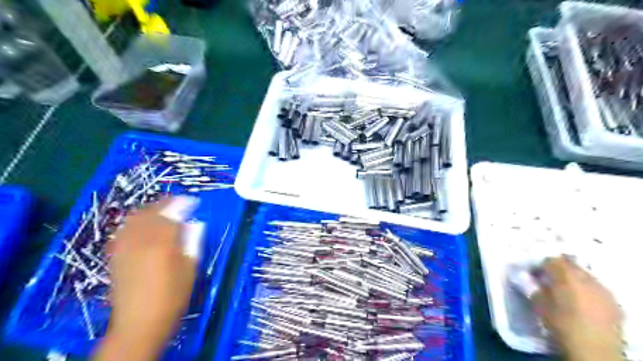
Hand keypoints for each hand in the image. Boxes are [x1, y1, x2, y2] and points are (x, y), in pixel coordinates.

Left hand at [93, 197, 198, 360]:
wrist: (139, 322)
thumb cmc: (172, 296)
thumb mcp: (190, 268)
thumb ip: (193, 242)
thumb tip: (195, 224)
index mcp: (162, 243)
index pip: (172, 213)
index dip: (183, 203)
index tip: (193, 201)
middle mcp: (140, 240)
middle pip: (150, 211)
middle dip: (165, 203)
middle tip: (179, 203)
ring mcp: (124, 247)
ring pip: (134, 218)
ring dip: (149, 210)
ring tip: (162, 212)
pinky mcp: (116, 256)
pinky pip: (124, 230)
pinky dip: (136, 222)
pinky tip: (143, 227)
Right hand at [533, 257, 622, 359]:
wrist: (594, 350)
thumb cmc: (560, 324)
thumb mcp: (538, 304)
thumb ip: (531, 286)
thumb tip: (524, 276)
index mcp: (566, 275)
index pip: (550, 260)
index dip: (540, 265)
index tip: (533, 274)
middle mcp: (586, 277)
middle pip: (569, 265)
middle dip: (558, 270)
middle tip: (547, 281)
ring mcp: (603, 290)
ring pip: (584, 276)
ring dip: (573, 280)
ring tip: (564, 293)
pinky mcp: (613, 303)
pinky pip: (596, 289)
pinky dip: (586, 291)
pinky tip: (580, 303)